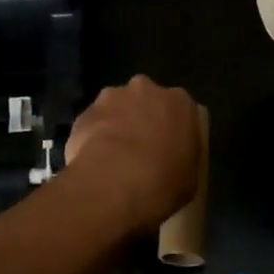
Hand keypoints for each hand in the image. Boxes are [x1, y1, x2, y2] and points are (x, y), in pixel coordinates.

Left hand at [65, 77, 203, 232]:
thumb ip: (183, 158)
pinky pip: (93, 124)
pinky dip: (93, 138)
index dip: (172, 129)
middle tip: (141, 149)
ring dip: (116, 124)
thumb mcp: (190, 179)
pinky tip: (94, 163)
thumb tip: (173, 159)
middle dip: (142, 118)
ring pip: (116, 107)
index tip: (168, 149)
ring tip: (113, 158)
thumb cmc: (163, 183)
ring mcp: (111, 97)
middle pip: (145, 100)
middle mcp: (146, 89)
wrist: (114, 184)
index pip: (179, 110)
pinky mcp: (84, 113)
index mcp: (179, 102)